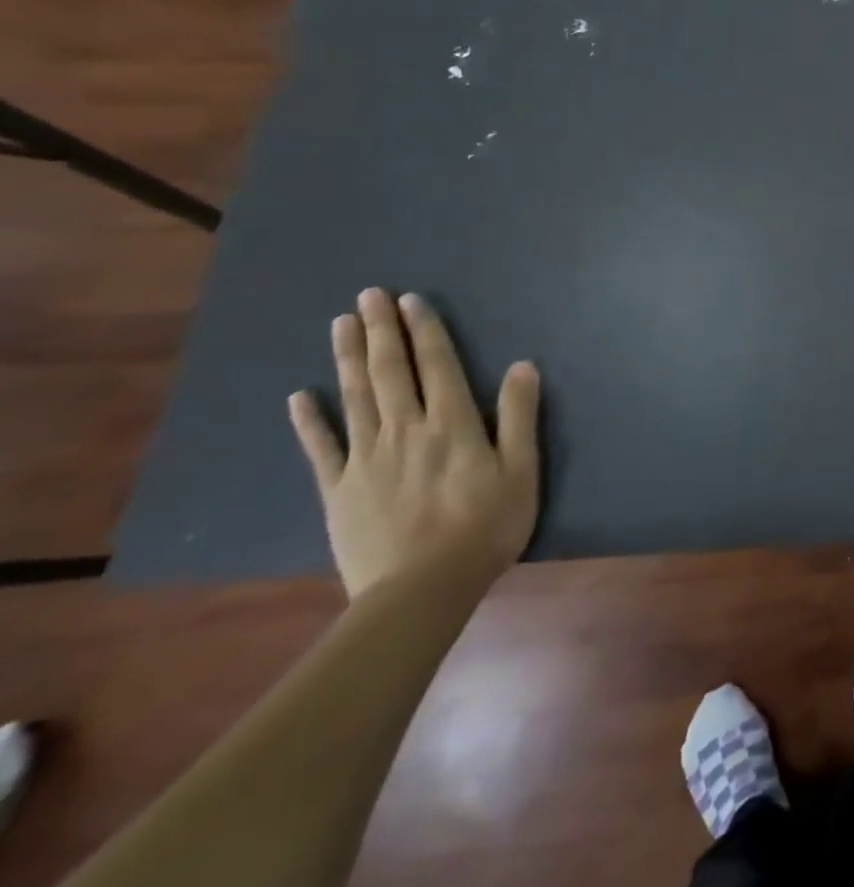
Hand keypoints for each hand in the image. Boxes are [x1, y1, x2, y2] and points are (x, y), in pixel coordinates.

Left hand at [288, 288, 540, 598]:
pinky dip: (310, 421)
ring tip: (341, 324)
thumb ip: (520, 416)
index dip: (425, 330)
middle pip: (390, 372)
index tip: (411, 300)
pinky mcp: (339, 491)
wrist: (422, 591)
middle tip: (369, 295)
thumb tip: (523, 365)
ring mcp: (367, 459)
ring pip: (355, 398)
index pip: (437, 366)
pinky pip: (322, 449)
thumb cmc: (486, 527)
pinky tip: (298, 397)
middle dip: (381, 331)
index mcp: (452, 424)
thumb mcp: (521, 470)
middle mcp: (406, 431)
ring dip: (347, 358)